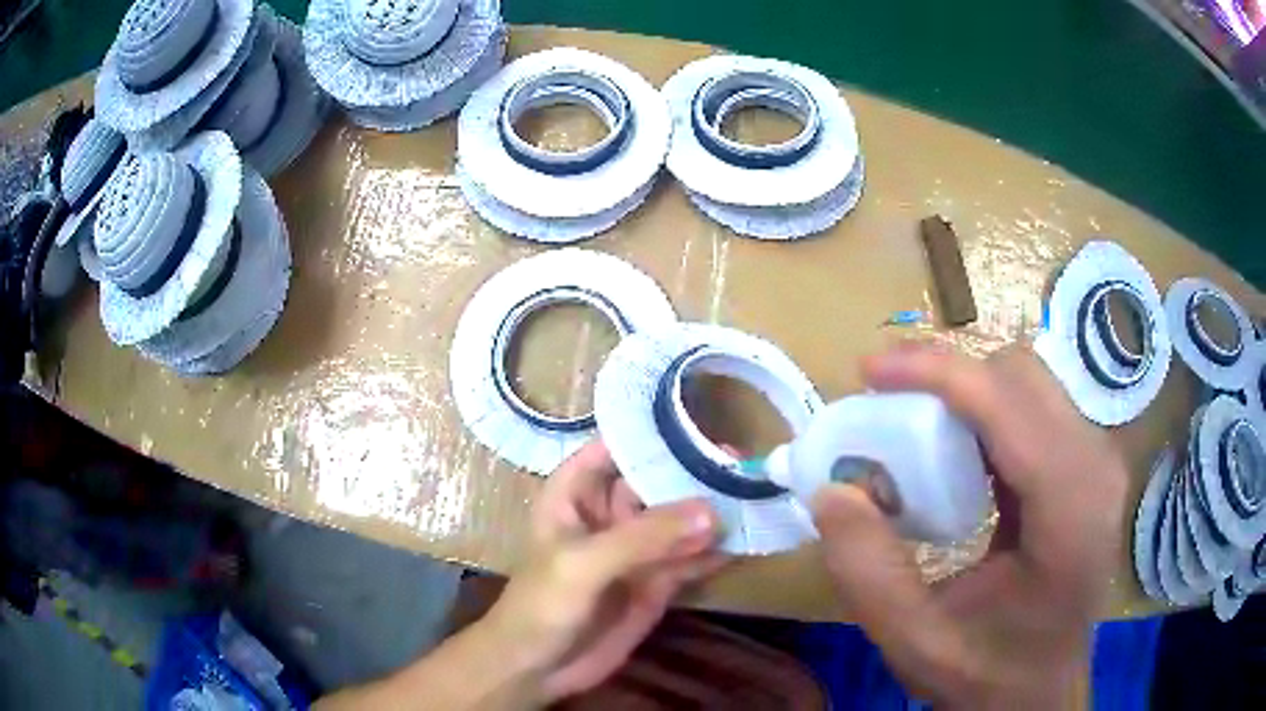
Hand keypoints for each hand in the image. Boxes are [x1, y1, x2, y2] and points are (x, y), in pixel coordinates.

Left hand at [480, 439, 724, 703]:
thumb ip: (643, 538)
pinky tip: (750, 539)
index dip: (652, 433)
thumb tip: (711, 510)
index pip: (615, 447)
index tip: (700, 420)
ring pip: (679, 521)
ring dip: (713, 511)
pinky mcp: (656, 582)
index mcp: (576, 493)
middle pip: (656, 482)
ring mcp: (635, 550)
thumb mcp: (583, 564)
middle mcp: (609, 515)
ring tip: (756, 493)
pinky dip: (719, 551)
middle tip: (743, 461)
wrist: (538, 668)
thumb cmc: (541, 605)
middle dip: (695, 471)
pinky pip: (692, 560)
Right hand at [813, 343, 1127, 707]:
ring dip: (966, 392)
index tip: (870, 372)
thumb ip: (869, 574)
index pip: (1011, 406)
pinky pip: (1035, 406)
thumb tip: (831, 491)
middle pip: (1022, 376)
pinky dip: (986, 411)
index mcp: (1070, 514)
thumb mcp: (915, 642)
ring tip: (915, 427)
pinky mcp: (1087, 463)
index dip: (940, 373)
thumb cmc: (988, 674)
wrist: (1040, 689)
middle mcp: (1096, 469)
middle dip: (949, 378)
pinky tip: (956, 449)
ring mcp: (1098, 461)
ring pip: (1029, 381)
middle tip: (888, 408)